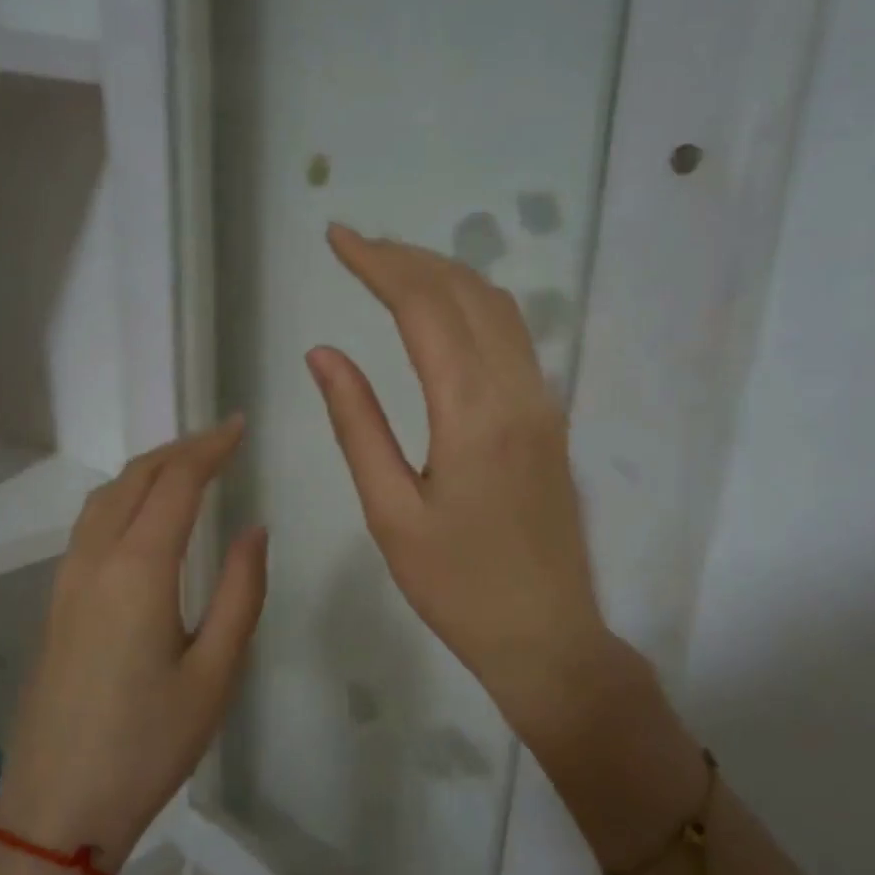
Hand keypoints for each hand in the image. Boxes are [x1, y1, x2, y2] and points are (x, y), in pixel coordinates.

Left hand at [0, 418, 267, 873]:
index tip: (239, 426)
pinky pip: (90, 526)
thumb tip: (253, 529)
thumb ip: (241, 592)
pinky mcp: (56, 604)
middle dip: (178, 449)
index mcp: (138, 570)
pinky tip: (144, 518)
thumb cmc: (149, 742)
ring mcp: (66, 582)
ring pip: (105, 499)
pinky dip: (123, 498)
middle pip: (134, 479)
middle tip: (220, 439)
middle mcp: (95, 561)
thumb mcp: (216, 671)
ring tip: (187, 467)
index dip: (210, 447)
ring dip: (147, 471)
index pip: (176, 483)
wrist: (58, 806)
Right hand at [306, 223, 617, 746]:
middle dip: (408, 258)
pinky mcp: (551, 420)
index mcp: (473, 415)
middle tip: (355, 246)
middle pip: (465, 293)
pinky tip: (442, 315)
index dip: (378, 263)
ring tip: (391, 268)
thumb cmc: (457, 588)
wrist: (547, 636)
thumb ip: (358, 425)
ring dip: (444, 276)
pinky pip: (514, 338)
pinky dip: (472, 306)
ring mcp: (544, 403)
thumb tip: (324, 354)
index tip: (336, 238)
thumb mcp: (391, 514)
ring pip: (498, 309)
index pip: (424, 307)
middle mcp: (518, 392)